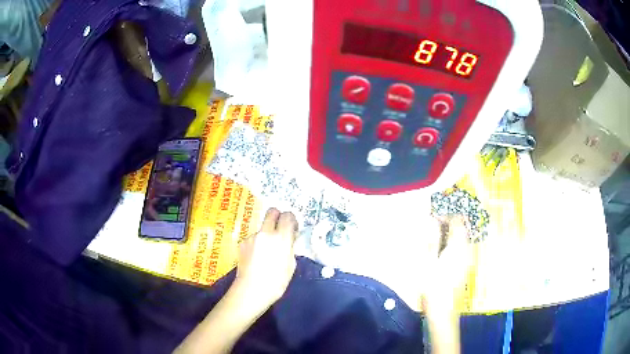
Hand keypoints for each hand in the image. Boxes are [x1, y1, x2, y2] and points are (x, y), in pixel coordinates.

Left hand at [175, 209, 297, 353]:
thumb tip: (289, 239)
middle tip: (280, 230)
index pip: (288, 216)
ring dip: (267, 233)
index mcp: (280, 238)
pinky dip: (258, 243)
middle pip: (272, 211)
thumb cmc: (276, 283)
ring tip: (267, 252)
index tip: (293, 229)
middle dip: (278, 217)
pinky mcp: (242, 243)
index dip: (292, 220)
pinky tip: (257, 257)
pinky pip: (254, 237)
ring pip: (262, 227)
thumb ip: (290, 248)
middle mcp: (265, 233)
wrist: (250, 291)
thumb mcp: (291, 266)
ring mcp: (251, 237)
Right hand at [422, 216, 473, 312]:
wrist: (443, 312)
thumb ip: (432, 240)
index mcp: (458, 246)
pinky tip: (439, 254)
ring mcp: (467, 259)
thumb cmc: (433, 287)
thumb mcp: (428, 262)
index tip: (432, 218)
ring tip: (433, 240)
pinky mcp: (465, 268)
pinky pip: (460, 249)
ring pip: (461, 239)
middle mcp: (466, 250)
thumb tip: (433, 221)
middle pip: (461, 229)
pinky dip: (451, 245)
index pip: (457, 221)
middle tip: (431, 228)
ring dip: (449, 235)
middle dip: (447, 224)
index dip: (446, 216)